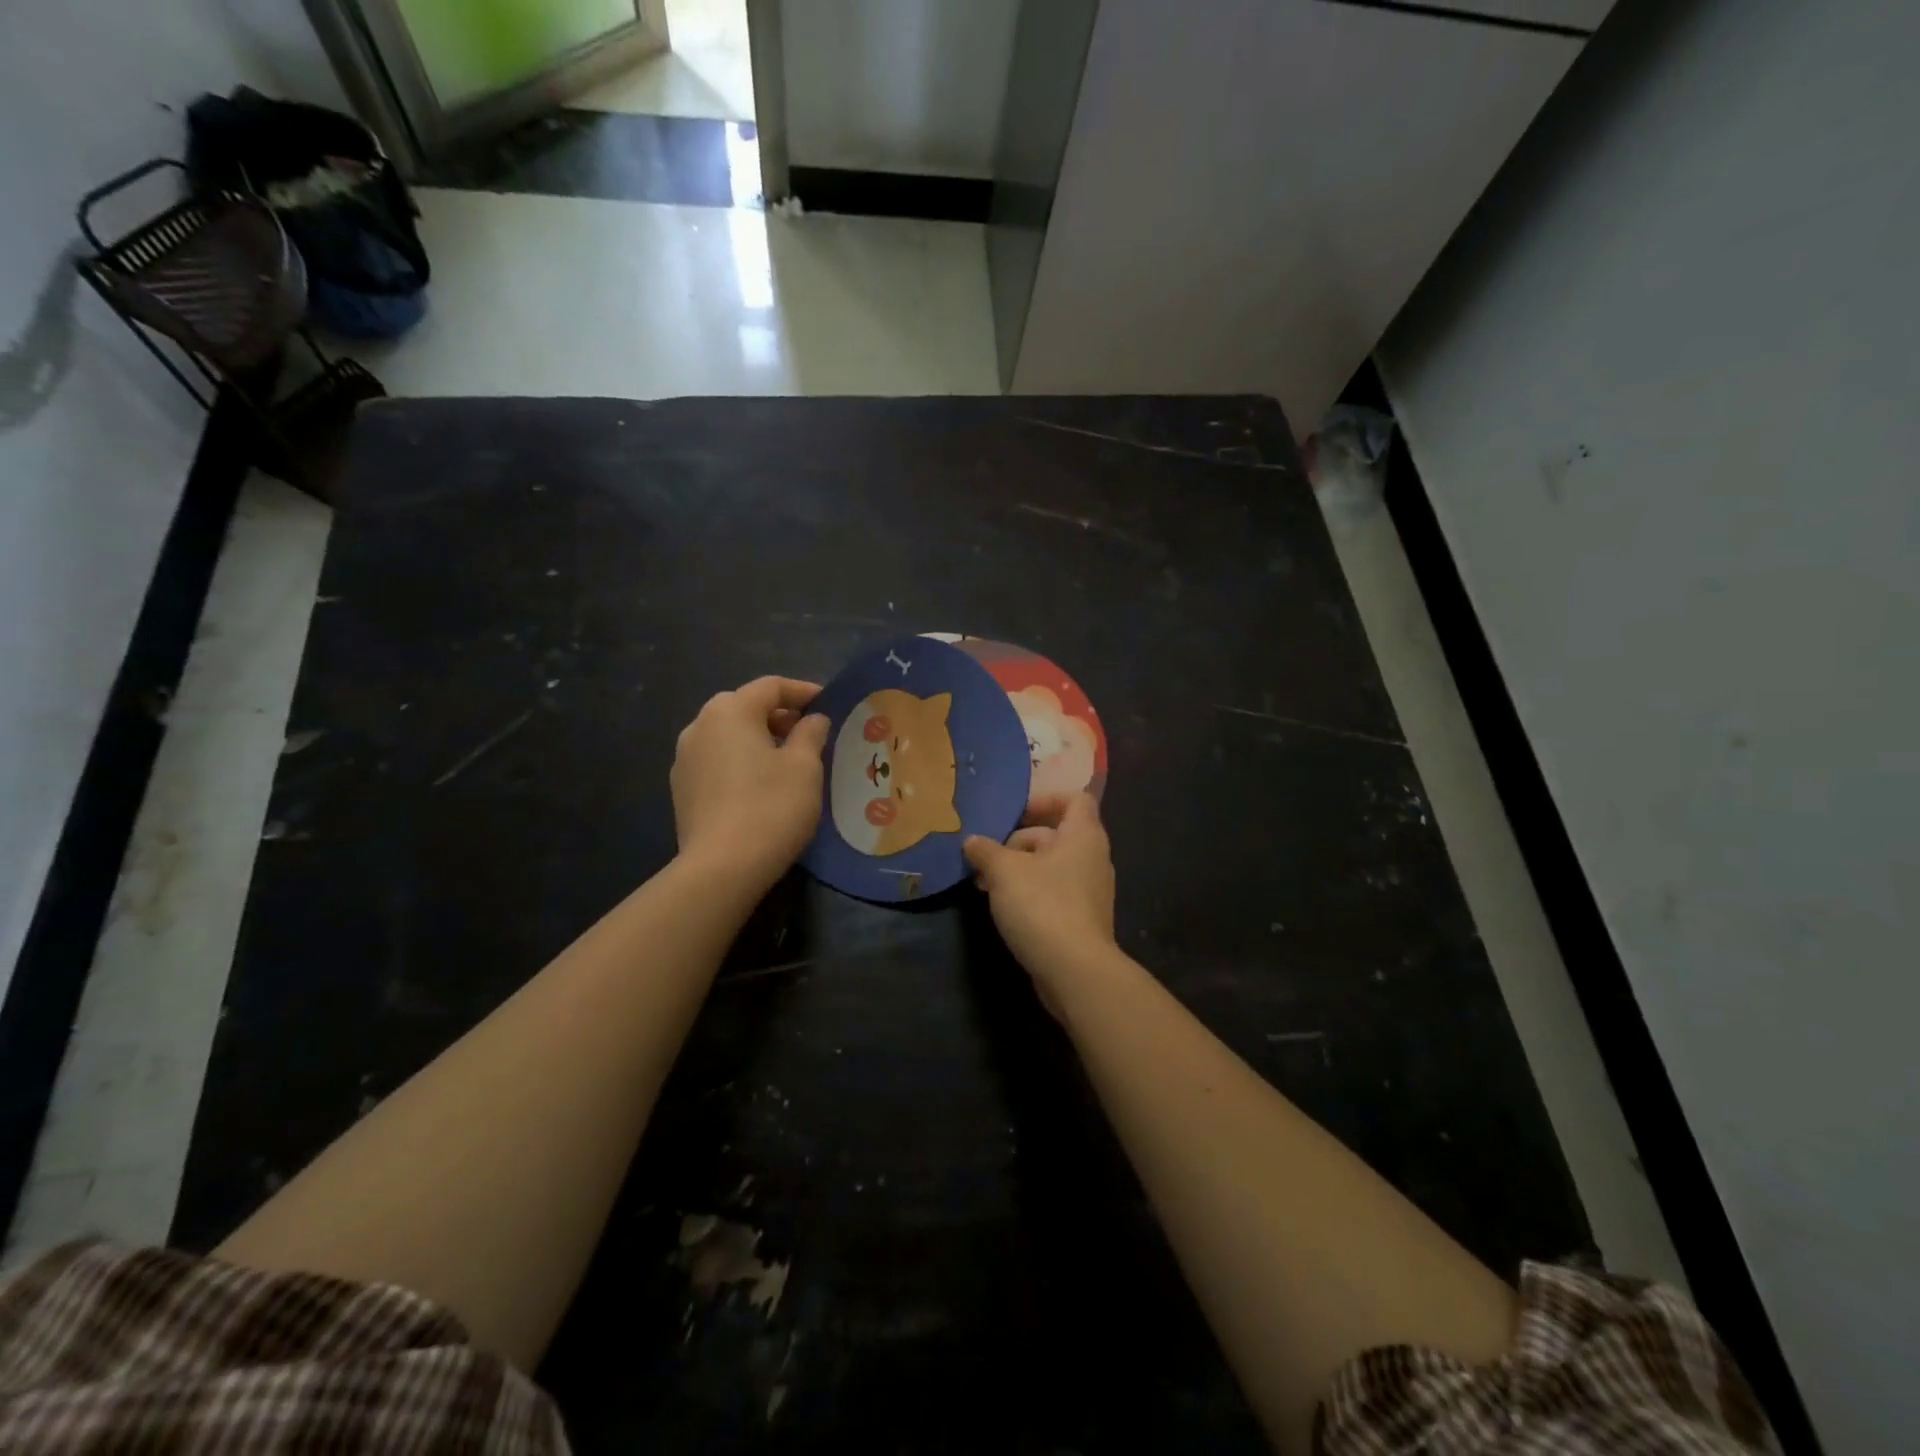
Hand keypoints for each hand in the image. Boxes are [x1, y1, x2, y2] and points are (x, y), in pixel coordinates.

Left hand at [671, 677, 829, 892]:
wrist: (721, 868)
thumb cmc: (771, 807)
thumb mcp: (805, 767)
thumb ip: (810, 734)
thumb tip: (812, 719)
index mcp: (730, 711)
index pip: (771, 686)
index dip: (803, 691)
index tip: (827, 703)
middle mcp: (699, 726)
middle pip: (744, 706)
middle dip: (778, 714)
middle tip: (808, 731)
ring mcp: (684, 758)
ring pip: (727, 734)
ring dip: (757, 737)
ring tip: (786, 759)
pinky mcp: (682, 789)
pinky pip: (716, 760)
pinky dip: (740, 760)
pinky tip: (760, 784)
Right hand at [964, 793, 1117, 1012]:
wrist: (1075, 970)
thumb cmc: (1042, 905)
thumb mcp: (1004, 871)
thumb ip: (986, 850)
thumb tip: (972, 841)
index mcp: (1083, 835)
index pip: (1074, 799)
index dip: (1045, 799)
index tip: (1015, 813)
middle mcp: (1093, 857)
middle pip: (1056, 834)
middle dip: (1018, 841)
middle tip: (986, 857)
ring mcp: (1090, 890)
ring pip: (1051, 866)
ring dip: (1019, 869)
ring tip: (985, 883)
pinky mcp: (1082, 918)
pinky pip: (1055, 892)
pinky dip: (1030, 892)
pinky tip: (1002, 907)